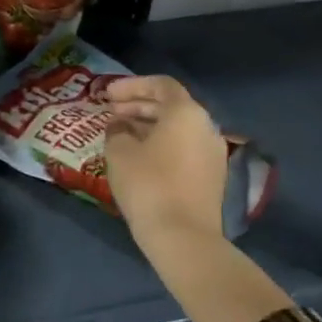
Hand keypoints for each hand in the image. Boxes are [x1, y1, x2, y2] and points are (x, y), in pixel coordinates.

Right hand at [102, 76, 230, 260]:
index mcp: (186, 113)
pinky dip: (161, 144)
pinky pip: (184, 148)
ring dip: (149, 125)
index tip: (108, 94)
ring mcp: (213, 154)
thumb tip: (120, 125)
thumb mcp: (119, 151)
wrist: (183, 236)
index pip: (161, 85)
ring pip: (178, 128)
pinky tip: (139, 156)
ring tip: (120, 133)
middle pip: (171, 106)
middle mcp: (206, 127)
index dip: (132, 85)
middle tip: (111, 111)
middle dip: (139, 105)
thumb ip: (117, 130)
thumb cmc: (148, 184)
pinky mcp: (212, 177)